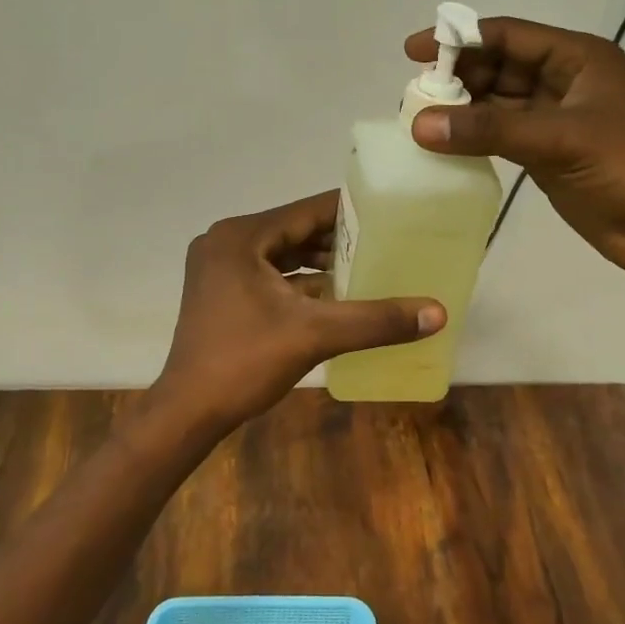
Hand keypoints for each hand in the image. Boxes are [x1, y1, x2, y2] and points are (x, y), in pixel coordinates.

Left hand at [152, 191, 445, 432]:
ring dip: (319, 262)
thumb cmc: (244, 362)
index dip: (349, 211)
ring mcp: (218, 267)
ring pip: (281, 254)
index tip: (388, 214)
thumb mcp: (315, 335)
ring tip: (366, 266)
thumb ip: (375, 319)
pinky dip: (298, 282)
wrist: (187, 412)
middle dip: (337, 239)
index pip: (307, 211)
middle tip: (384, 243)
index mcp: (241, 236)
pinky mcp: (219, 291)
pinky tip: (334, 294)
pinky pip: (268, 274)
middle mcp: (225, 241)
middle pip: (294, 230)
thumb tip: (437, 312)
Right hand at [405, 17, 624, 300]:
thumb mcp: (561, 139)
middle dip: (457, 75)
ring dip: (461, 108)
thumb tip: (420, 124)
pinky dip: (473, 137)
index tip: (413, 52)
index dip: (460, 38)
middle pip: (497, 66)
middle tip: (411, 94)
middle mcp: (563, 80)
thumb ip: (490, 129)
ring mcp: (554, 118)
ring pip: (496, 102)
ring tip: (417, 118)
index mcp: (577, 58)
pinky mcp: (547, 153)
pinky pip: (500, 135)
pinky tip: (442, 144)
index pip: (507, 35)